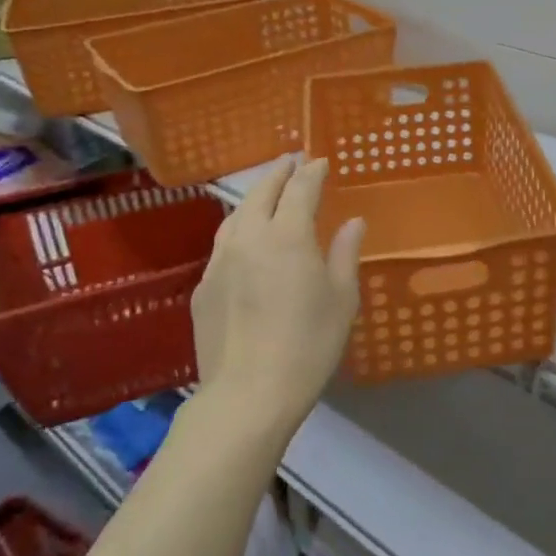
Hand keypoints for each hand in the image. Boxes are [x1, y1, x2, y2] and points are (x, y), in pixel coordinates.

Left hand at [190, 158, 364, 435]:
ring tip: (266, 193)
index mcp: (288, 235)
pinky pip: (223, 244)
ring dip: (254, 197)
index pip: (300, 189)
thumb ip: (344, 253)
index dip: (312, 172)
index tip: (320, 162)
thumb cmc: (308, 344)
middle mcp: (249, 237)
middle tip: (291, 162)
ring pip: (236, 215)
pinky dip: (239, 230)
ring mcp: (220, 261)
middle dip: (279, 173)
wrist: (247, 394)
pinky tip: (245, 243)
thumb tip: (353, 222)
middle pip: (261, 193)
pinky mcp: (203, 287)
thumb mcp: (341, 299)